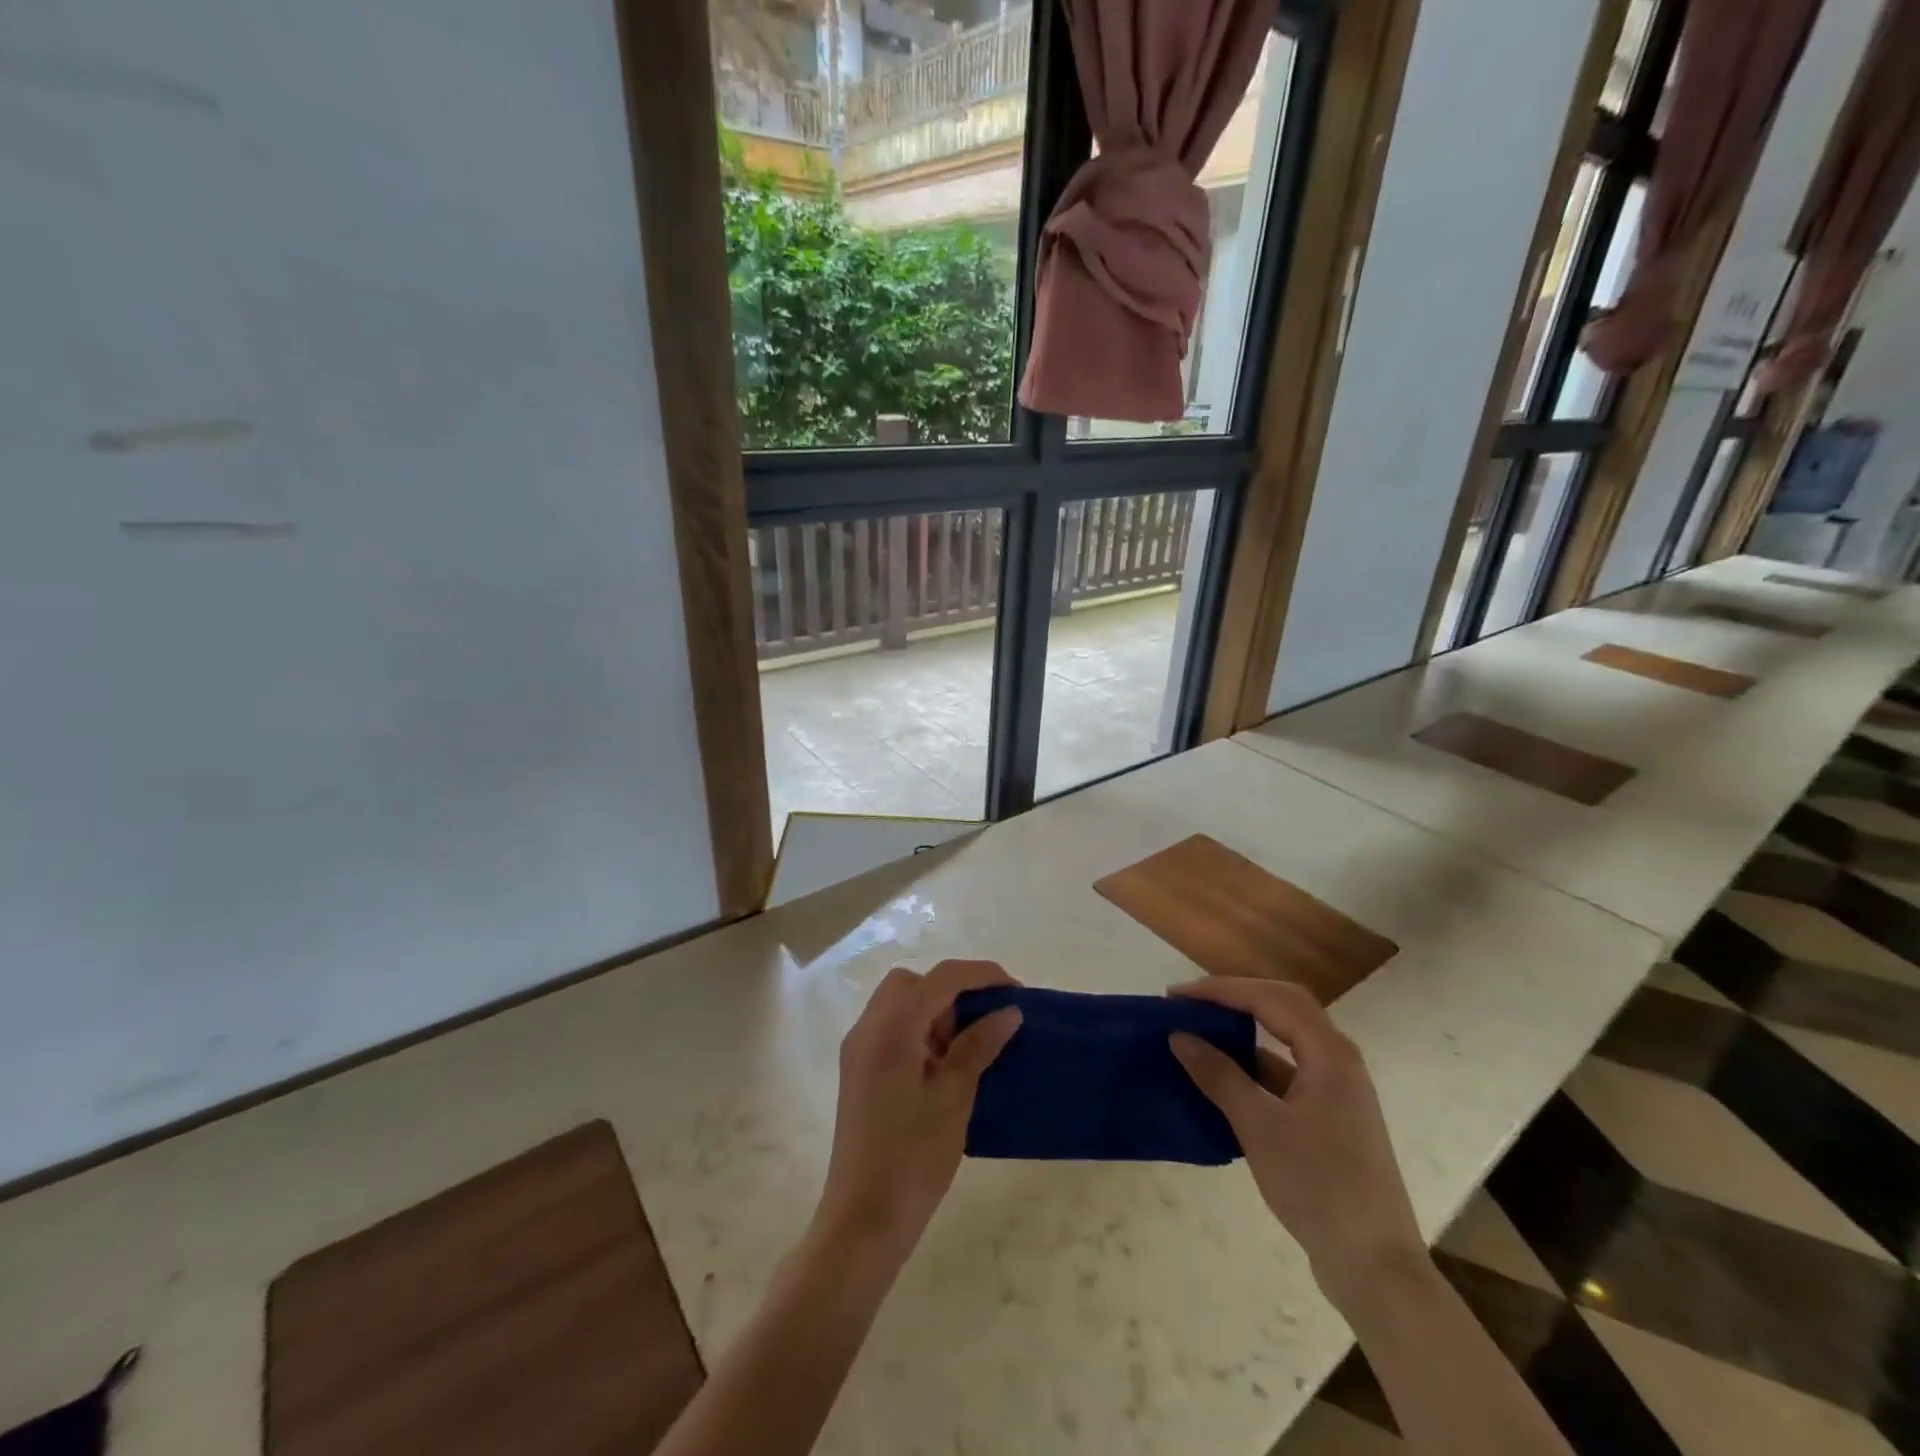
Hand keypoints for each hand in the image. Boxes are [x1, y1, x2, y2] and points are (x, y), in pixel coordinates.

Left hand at [811, 960, 1023, 1269]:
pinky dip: (919, 1031)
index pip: (941, 978)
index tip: (1016, 990)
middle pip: (913, 983)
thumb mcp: (953, 1097)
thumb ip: (979, 1046)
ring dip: (935, 1011)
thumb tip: (1008, 1011)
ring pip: (900, 1005)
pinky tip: (943, 1066)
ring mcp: (859, 1050)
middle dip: (952, 991)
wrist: (862, 1221)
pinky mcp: (858, 1072)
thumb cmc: (913, 1157)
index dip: (981, 974)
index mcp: (891, 1027)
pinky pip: (892, 1030)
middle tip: (984, 1022)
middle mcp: (868, 1027)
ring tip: (968, 1047)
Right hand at [1168, 978, 1423, 1311]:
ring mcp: (1337, 1090)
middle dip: (1234, 997)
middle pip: (1283, 1006)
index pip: (1270, 998)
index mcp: (1330, 1054)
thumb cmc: (1318, 1188)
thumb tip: (1179, 1037)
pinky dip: (1252, 1066)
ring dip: (1243, 1030)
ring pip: (1285, 1039)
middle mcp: (1338, 1061)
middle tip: (1189, 1003)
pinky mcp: (1330, 1117)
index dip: (1220, 990)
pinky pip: (1286, 1072)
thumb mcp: (1260, 1128)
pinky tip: (1221, 1079)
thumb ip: (1219, 1076)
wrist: (1374, 1267)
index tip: (1176, 996)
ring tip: (1199, 1033)